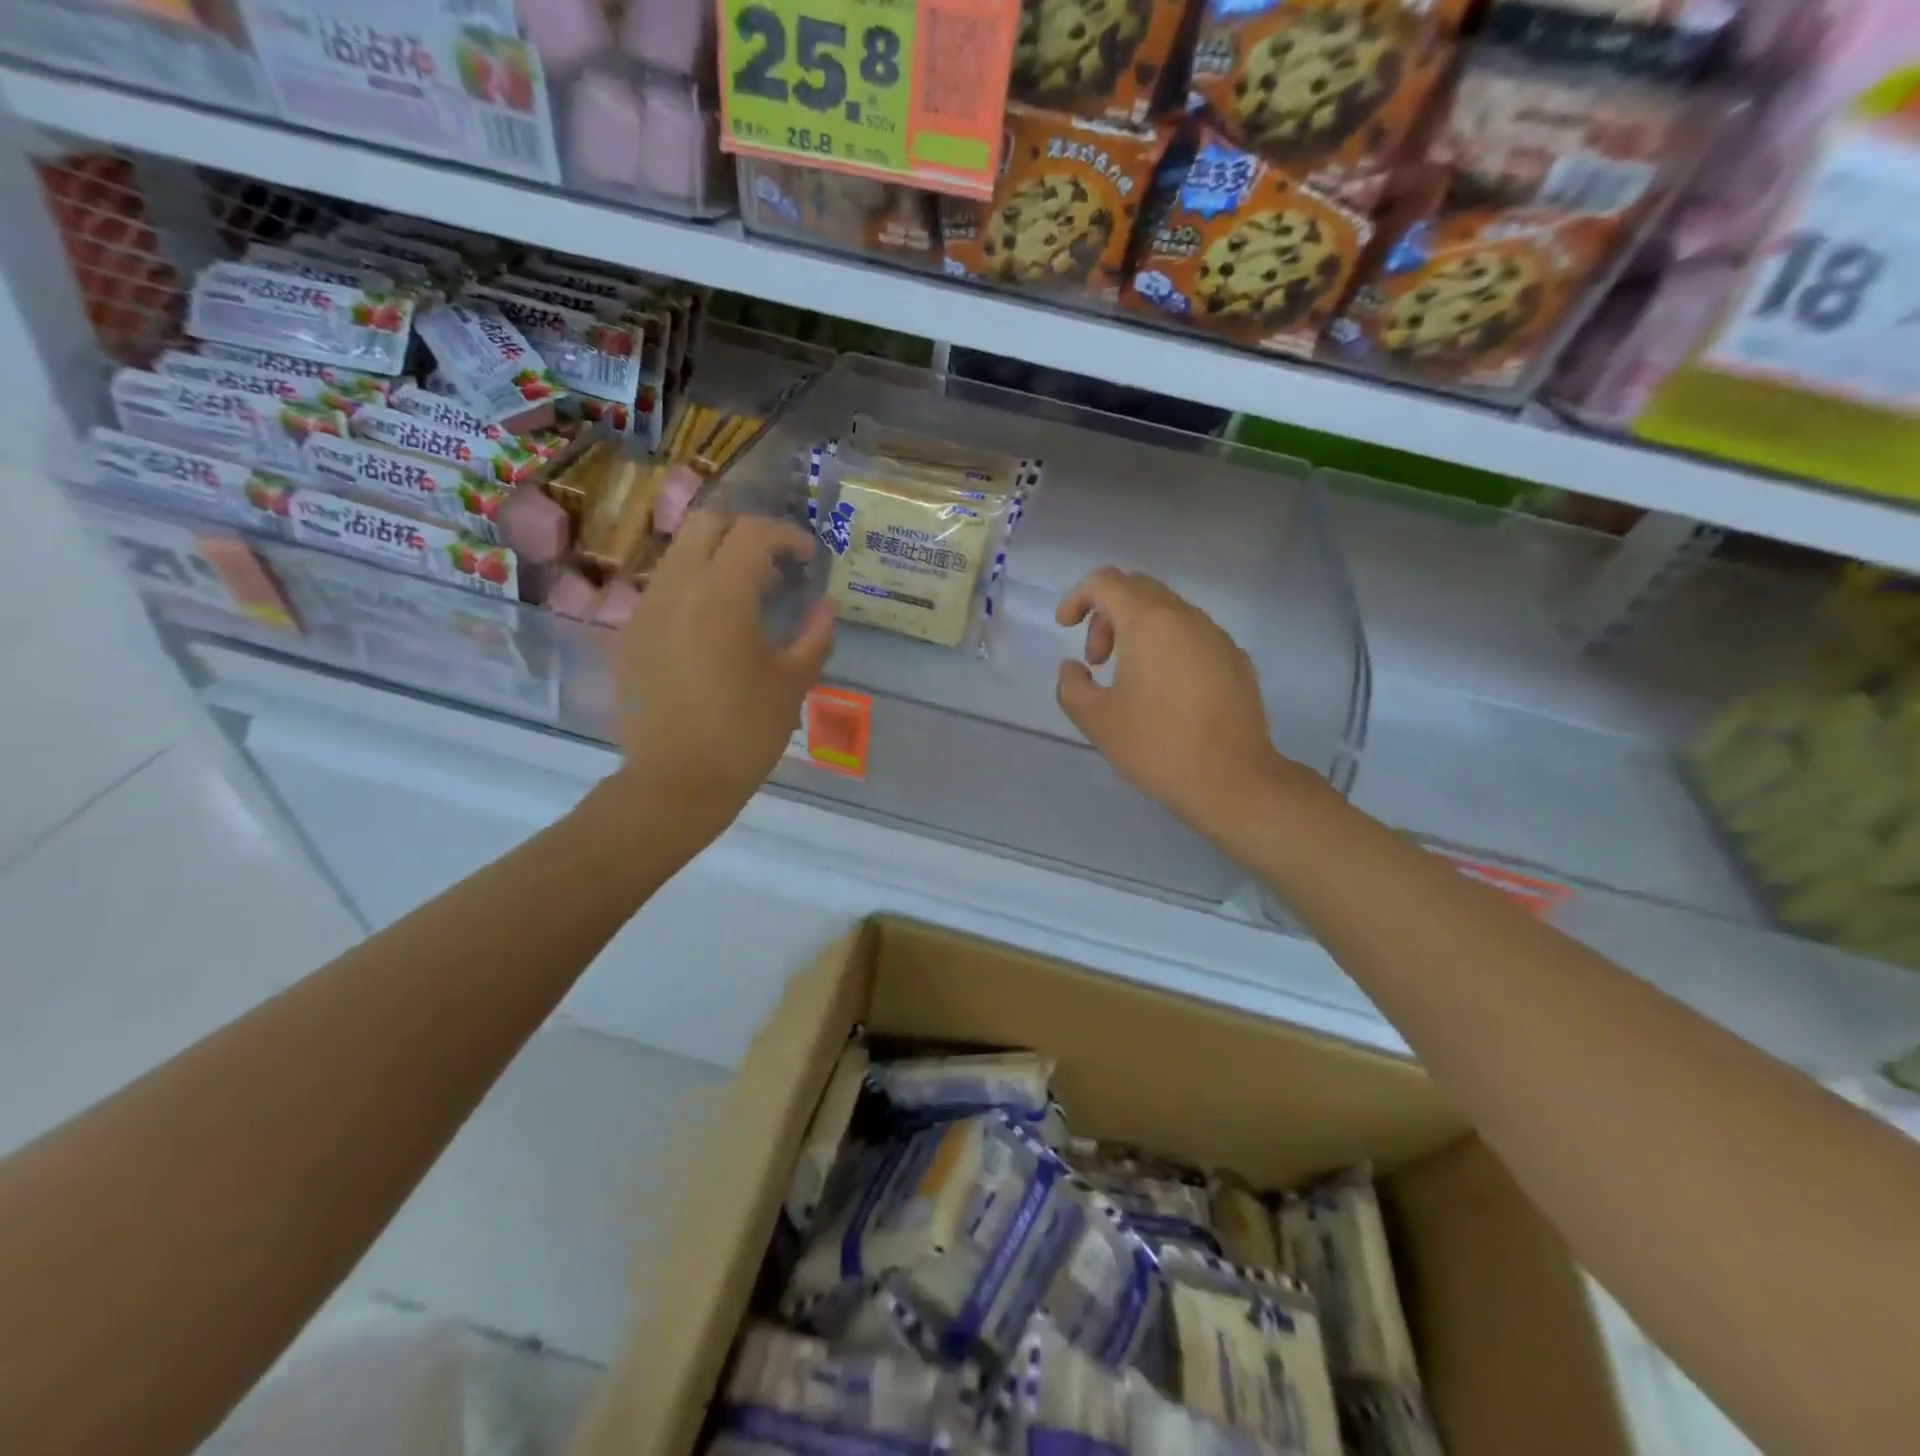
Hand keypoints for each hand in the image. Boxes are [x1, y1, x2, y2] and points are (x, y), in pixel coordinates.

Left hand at [613, 510, 833, 836]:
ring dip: (717, 559)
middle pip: (706, 524)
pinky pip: (664, 589)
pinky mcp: (631, 635)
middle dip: (745, 532)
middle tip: (773, 566)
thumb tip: (826, 608)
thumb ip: (814, 637)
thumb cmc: (744, 733)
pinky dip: (694, 588)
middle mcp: (676, 588)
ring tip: (747, 598)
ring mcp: (646, 610)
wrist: (675, 782)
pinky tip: (714, 630)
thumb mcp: (792, 684)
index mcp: (721, 596)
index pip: (753, 533)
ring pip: (680, 554)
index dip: (787, 535)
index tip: (807, 558)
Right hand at [1055, 568, 1303, 836]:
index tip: (1066, 628)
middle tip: (1097, 660)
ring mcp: (1217, 636)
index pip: (1106, 581)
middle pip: (1138, 589)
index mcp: (1148, 622)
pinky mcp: (1236, 659)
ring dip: (1138, 631)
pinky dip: (1168, 647)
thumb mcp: (1095, 719)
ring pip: (1168, 612)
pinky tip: (1166, 693)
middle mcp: (1186, 617)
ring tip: (1129, 679)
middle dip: (1107, 615)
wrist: (1231, 779)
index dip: (1078, 597)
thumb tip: (1074, 668)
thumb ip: (1071, 685)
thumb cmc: (1155, 745)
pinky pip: (1193, 636)